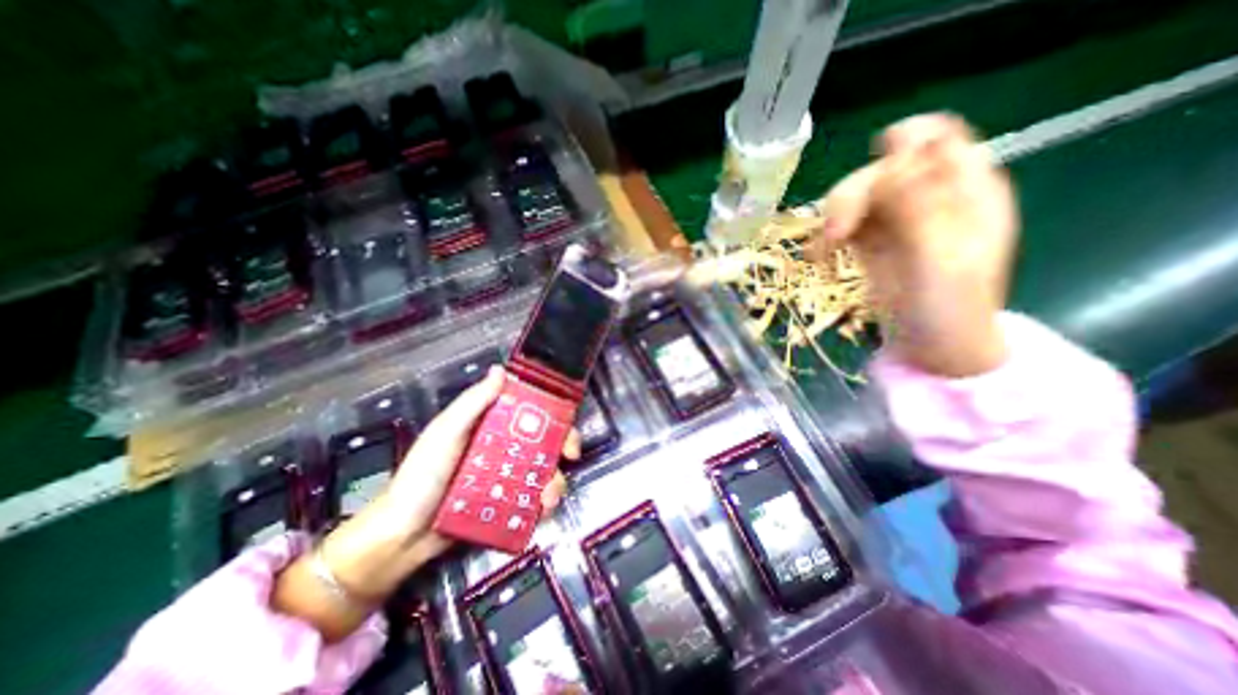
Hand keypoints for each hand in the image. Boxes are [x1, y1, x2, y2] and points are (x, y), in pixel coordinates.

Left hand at [272, 365, 579, 641]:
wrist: (402, 537)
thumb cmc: (421, 477)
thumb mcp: (446, 434)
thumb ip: (472, 403)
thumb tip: (500, 371)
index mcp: (491, 425)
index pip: (529, 411)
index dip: (553, 412)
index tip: (565, 421)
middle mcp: (504, 447)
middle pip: (545, 440)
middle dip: (562, 446)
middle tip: (570, 458)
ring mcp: (507, 477)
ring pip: (544, 470)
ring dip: (554, 481)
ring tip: (548, 498)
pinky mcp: (507, 504)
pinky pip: (533, 499)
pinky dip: (543, 504)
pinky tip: (541, 510)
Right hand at [815, 111, 1013, 377]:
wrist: (932, 349)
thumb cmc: (949, 309)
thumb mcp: (940, 259)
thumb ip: (919, 207)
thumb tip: (892, 156)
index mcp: (965, 189)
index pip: (937, 136)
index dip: (900, 145)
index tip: (872, 180)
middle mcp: (930, 196)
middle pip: (882, 167)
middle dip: (853, 195)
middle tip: (835, 234)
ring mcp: (898, 219)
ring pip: (857, 194)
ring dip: (834, 217)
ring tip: (823, 251)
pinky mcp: (873, 241)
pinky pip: (845, 222)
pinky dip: (826, 236)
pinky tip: (819, 257)